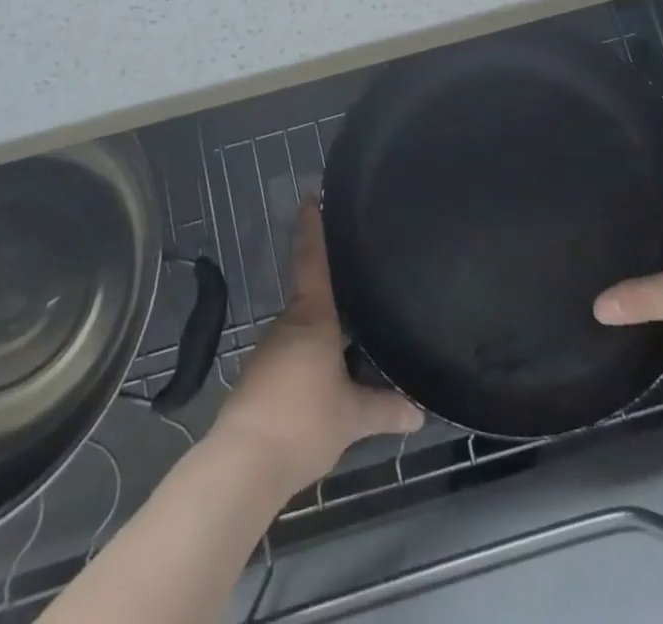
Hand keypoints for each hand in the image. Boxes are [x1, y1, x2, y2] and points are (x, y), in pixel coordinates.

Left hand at [209, 201, 421, 492]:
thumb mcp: (353, 417)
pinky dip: (306, 368)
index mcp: (313, 317)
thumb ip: (386, 408)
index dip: (312, 227)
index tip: (310, 196)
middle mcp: (287, 325)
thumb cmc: (303, 422)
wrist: (242, 465)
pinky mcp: (256, 381)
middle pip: (312, 301)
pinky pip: (289, 362)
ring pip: (302, 336)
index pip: (313, 260)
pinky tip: (320, 392)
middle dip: (334, 304)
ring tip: (348, 357)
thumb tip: (420, 412)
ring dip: (321, 342)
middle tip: (360, 302)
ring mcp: (267, 352)